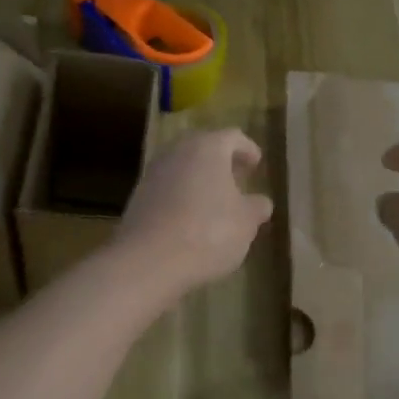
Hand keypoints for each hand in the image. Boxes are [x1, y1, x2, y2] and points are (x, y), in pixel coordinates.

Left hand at [113, 128, 272, 298]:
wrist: (149, 260)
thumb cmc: (209, 233)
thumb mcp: (246, 222)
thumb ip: (256, 207)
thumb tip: (260, 202)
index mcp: (207, 148)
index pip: (232, 137)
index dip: (247, 149)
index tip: (256, 163)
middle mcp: (176, 153)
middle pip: (203, 148)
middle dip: (221, 161)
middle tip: (236, 177)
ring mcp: (152, 174)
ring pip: (182, 167)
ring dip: (199, 179)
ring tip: (215, 200)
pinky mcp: (138, 198)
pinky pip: (167, 189)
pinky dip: (181, 196)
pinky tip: (190, 219)